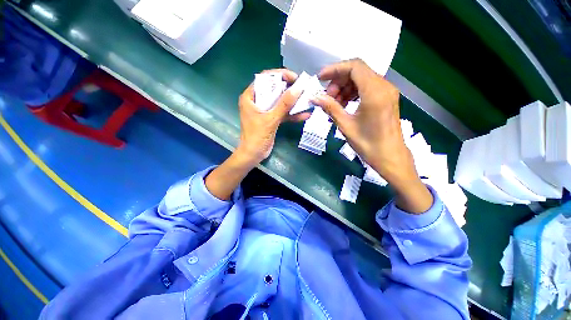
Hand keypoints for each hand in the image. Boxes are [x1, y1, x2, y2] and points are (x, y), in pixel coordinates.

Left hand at [206, 69, 308, 200]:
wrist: (253, 155)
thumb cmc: (256, 137)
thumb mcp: (270, 119)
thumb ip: (284, 104)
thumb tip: (298, 88)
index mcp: (250, 97)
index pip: (264, 78)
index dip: (280, 75)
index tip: (294, 78)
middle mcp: (257, 101)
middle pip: (274, 89)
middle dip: (289, 88)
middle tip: (303, 88)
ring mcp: (265, 110)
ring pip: (280, 101)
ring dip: (292, 102)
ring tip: (307, 99)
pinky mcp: (271, 119)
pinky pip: (282, 113)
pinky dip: (291, 114)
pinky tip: (304, 115)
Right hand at [311, 59, 431, 213]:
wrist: (390, 157)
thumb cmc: (368, 144)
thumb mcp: (346, 126)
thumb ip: (330, 108)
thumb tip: (314, 97)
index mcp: (374, 92)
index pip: (354, 67)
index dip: (335, 69)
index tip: (320, 79)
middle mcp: (384, 86)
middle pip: (357, 71)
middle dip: (338, 81)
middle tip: (327, 98)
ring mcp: (387, 92)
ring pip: (361, 79)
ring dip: (345, 87)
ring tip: (334, 104)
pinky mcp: (386, 98)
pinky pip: (367, 87)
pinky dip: (353, 92)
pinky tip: (344, 105)